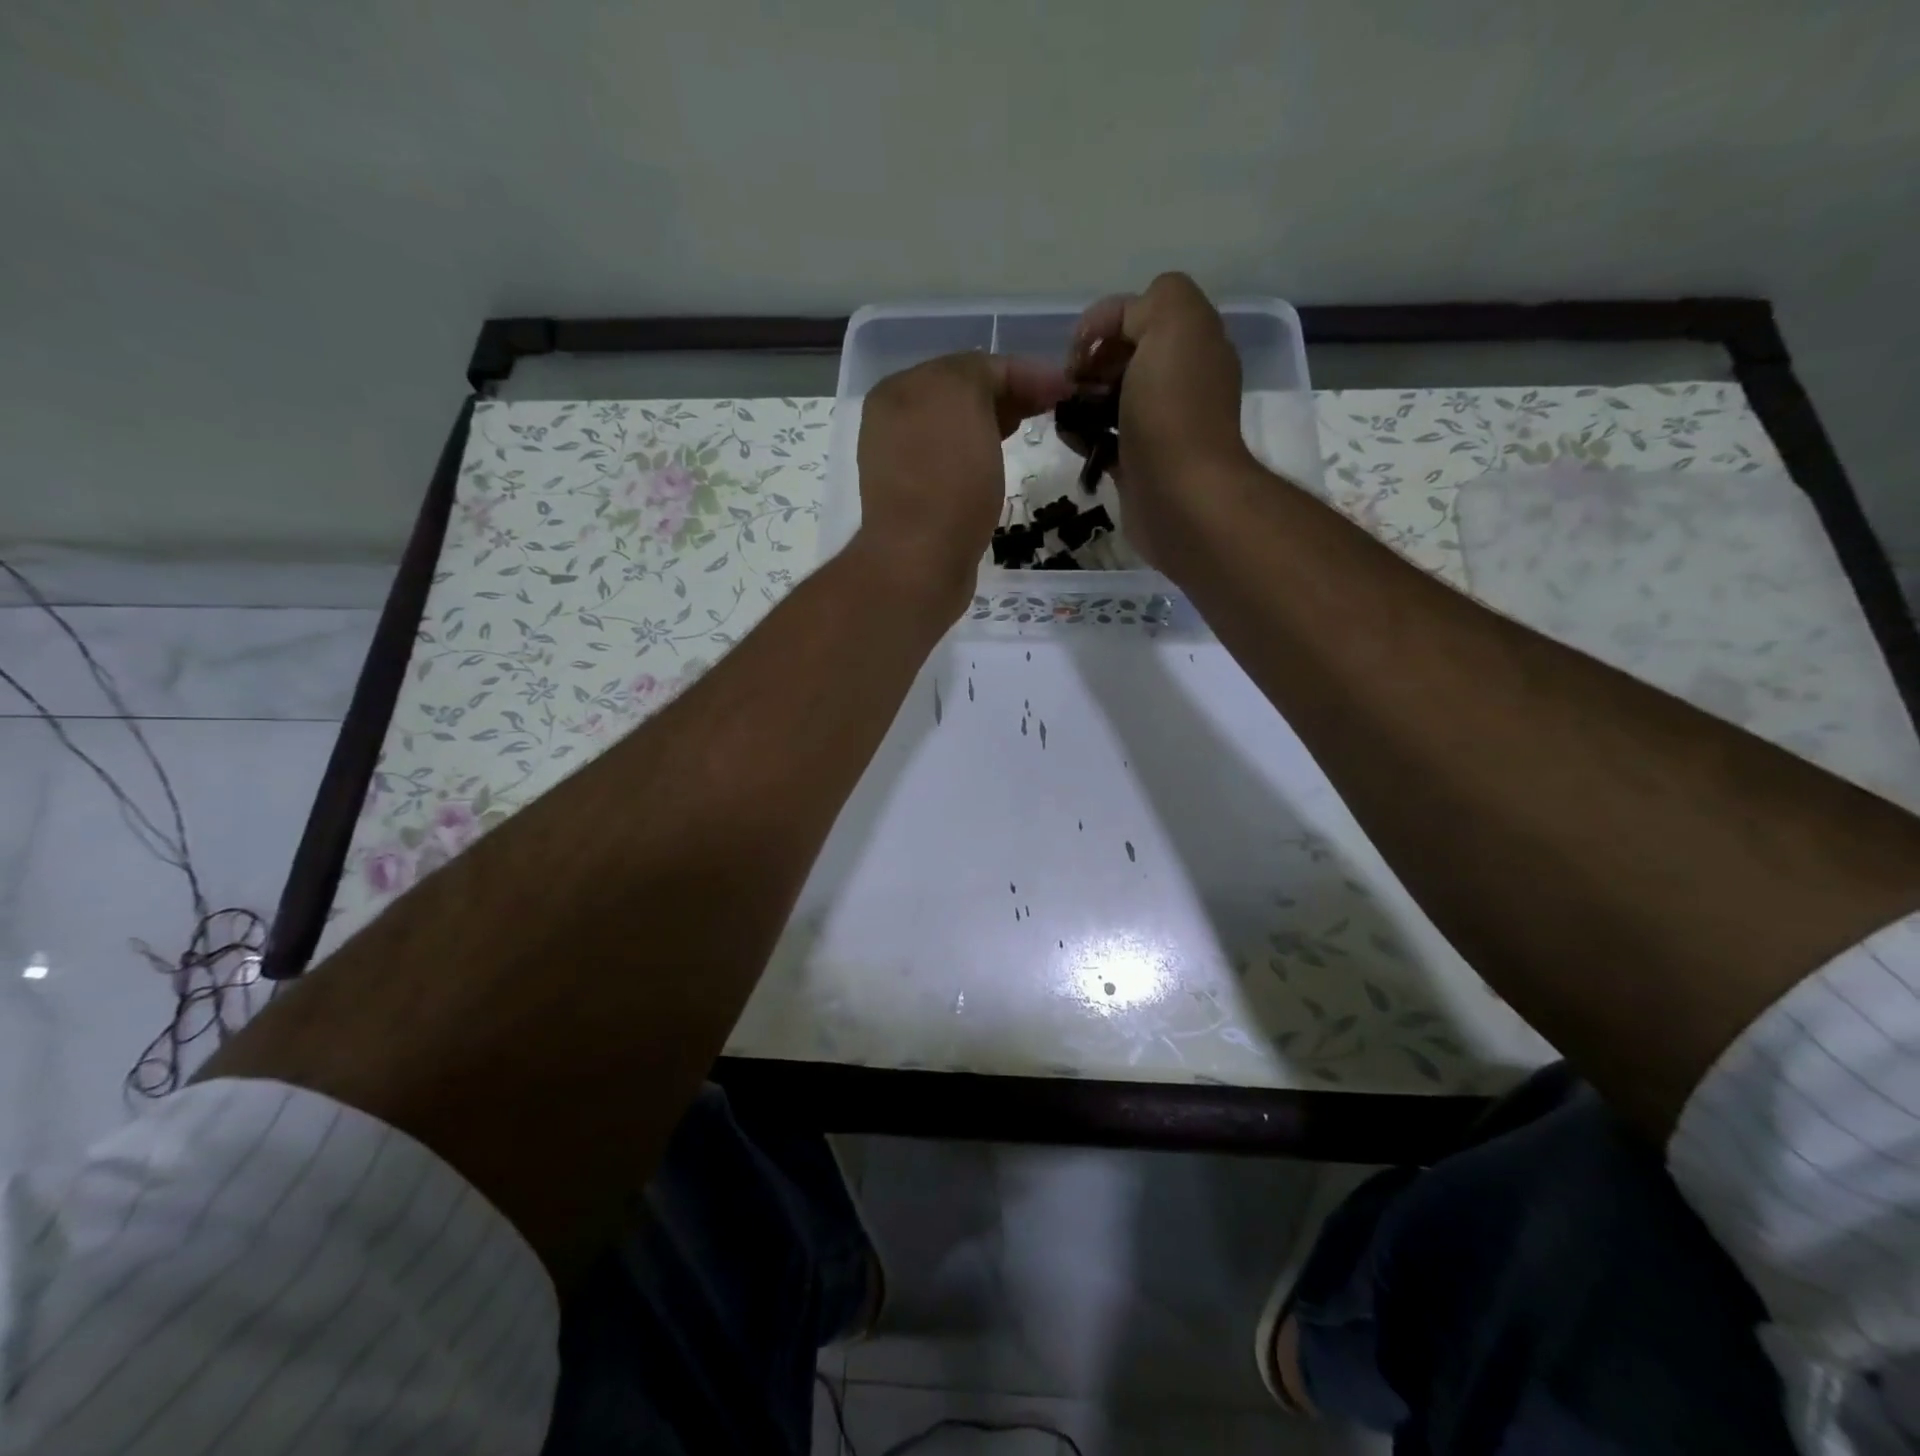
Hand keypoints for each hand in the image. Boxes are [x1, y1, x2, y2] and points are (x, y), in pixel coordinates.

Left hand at [854, 351, 1068, 619]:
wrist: (919, 563)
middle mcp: (892, 422)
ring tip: (1029, 432)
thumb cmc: (946, 481)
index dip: (1022, 371)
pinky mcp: (915, 501)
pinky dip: (979, 458)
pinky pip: (953, 465)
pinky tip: (999, 466)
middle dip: (1008, 395)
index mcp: (898, 390)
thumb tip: (1001, 382)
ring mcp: (900, 463)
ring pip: (959, 431)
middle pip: (961, 396)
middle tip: (1052, 408)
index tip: (1065, 389)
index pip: (970, 364)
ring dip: (995, 425)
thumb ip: (981, 373)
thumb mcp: (964, 401)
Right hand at [1067, 274, 1255, 571]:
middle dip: (1091, 364)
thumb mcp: (1172, 322)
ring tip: (1065, 415)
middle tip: (1072, 387)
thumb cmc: (1171, 410)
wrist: (1181, 497)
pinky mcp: (1140, 463)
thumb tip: (1115, 332)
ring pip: (1112, 398)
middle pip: (1124, 355)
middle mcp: (1182, 379)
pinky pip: (1106, 439)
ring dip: (1082, 401)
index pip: (1140, 310)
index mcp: (1194, 340)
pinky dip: (1085, 436)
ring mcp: (1161, 425)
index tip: (1078, 355)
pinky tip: (1073, 441)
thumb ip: (1147, 304)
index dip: (1102, 324)